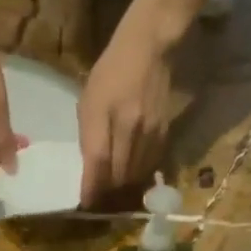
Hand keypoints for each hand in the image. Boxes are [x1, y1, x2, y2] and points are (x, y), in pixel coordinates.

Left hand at [78, 17, 174, 204]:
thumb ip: (88, 134)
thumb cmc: (111, 71)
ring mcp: (149, 131)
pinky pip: (150, 164)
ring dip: (123, 186)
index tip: (85, 202)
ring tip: (114, 189)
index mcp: (104, 114)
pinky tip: (132, 175)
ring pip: (135, 173)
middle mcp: (129, 126)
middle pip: (118, 174)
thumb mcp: (88, 99)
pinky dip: (139, 174)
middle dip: (107, 190)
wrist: (149, 48)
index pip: (97, 161)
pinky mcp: (164, 132)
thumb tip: (91, 166)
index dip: (91, 187)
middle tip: (99, 196)